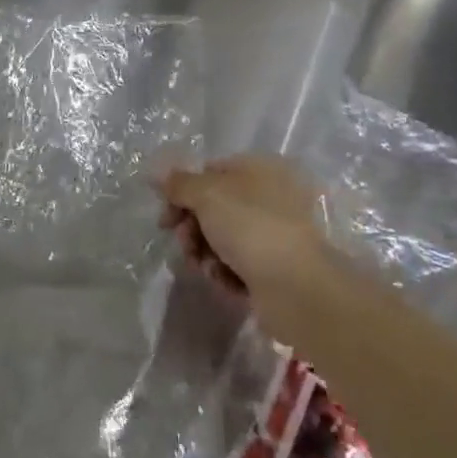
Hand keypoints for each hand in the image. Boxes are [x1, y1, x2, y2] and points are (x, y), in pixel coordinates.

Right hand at [158, 155, 327, 316]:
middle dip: (192, 227)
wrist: (297, 288)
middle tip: (185, 244)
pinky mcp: (275, 268)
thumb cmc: (250, 227)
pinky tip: (225, 281)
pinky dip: (225, 272)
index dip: (182, 192)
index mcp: (260, 169)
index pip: (210, 172)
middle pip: (214, 207)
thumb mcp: (207, 194)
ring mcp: (274, 234)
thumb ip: (179, 183)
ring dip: (205, 252)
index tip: (166, 217)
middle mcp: (270, 197)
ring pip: (222, 238)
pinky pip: (238, 264)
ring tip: (206, 267)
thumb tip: (160, 174)